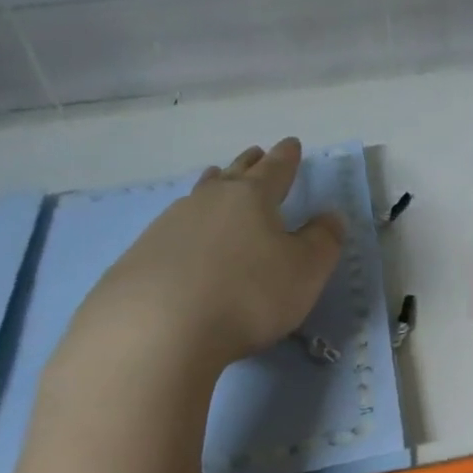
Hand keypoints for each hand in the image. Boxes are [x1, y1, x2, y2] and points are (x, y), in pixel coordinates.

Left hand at [74, 138, 344, 370]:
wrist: (159, 328)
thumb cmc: (249, 294)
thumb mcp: (306, 270)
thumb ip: (323, 241)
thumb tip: (330, 216)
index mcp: (252, 199)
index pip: (275, 170)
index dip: (287, 158)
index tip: (292, 143)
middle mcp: (210, 202)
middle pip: (234, 175)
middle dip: (249, 164)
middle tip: (256, 152)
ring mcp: (170, 225)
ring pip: (200, 195)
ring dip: (214, 185)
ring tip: (217, 177)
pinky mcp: (143, 255)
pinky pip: (175, 226)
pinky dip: (190, 223)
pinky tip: (187, 234)